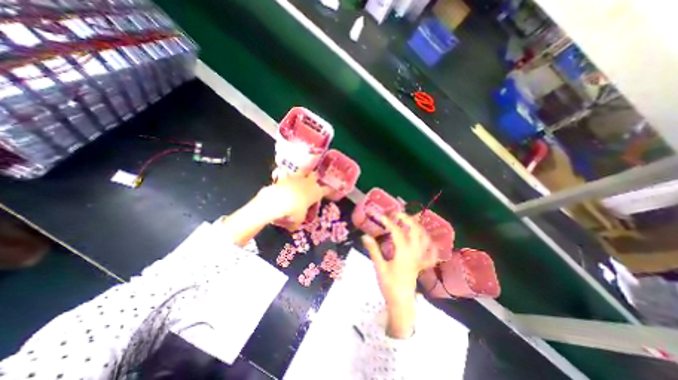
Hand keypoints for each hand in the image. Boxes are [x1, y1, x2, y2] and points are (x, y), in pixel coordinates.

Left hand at [256, 173, 329, 228]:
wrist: (279, 200)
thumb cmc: (294, 211)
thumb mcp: (298, 220)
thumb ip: (297, 222)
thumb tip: (294, 227)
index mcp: (316, 193)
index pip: (326, 190)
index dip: (329, 190)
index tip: (331, 189)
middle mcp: (308, 183)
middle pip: (315, 176)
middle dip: (314, 177)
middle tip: (311, 180)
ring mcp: (297, 177)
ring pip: (302, 170)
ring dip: (301, 173)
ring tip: (298, 175)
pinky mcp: (284, 176)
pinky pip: (285, 172)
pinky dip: (282, 174)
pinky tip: (280, 175)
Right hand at [360, 213, 433, 339]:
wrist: (401, 304)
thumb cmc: (389, 286)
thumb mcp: (379, 267)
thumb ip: (373, 250)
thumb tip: (365, 236)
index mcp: (404, 253)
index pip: (397, 231)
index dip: (388, 222)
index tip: (379, 215)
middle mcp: (414, 252)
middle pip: (415, 230)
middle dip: (406, 219)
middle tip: (396, 214)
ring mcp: (420, 258)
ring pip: (424, 237)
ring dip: (417, 226)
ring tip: (408, 221)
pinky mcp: (421, 263)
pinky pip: (430, 251)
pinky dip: (430, 244)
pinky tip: (426, 240)